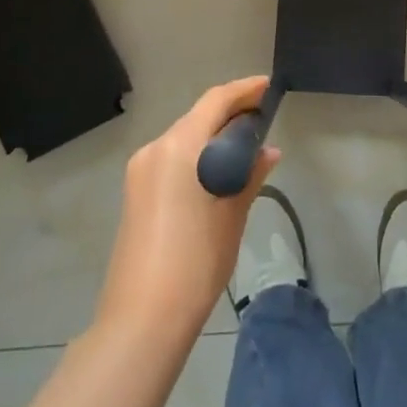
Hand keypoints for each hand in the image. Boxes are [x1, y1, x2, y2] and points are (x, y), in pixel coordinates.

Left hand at [94, 76, 278, 346]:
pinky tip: (220, 170)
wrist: (143, 318)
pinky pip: (173, 157)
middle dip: (232, 113)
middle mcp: (156, 148)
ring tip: (248, 146)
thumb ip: (250, 174)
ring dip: (215, 135)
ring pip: (185, 137)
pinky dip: (198, 154)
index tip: (270, 88)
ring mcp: (141, 170)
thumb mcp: (233, 214)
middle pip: (199, 116)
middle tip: (265, 119)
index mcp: (179, 146)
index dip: (245, 90)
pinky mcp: (136, 191)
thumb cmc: (196, 260)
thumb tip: (268, 151)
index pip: (216, 101)